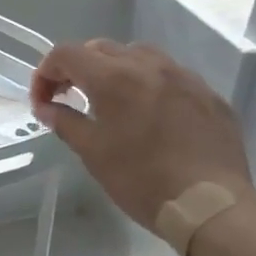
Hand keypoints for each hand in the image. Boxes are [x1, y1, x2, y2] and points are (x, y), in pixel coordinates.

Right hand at [30, 39, 251, 226]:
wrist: (212, 207)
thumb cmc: (142, 180)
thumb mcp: (92, 153)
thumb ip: (65, 122)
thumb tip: (46, 108)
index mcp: (113, 78)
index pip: (66, 54)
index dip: (45, 73)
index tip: (43, 101)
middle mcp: (148, 65)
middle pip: (100, 48)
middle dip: (78, 68)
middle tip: (70, 97)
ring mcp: (184, 77)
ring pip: (139, 54)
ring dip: (115, 68)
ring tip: (112, 99)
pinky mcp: (209, 94)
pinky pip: (171, 75)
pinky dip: (150, 83)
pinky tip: (151, 113)